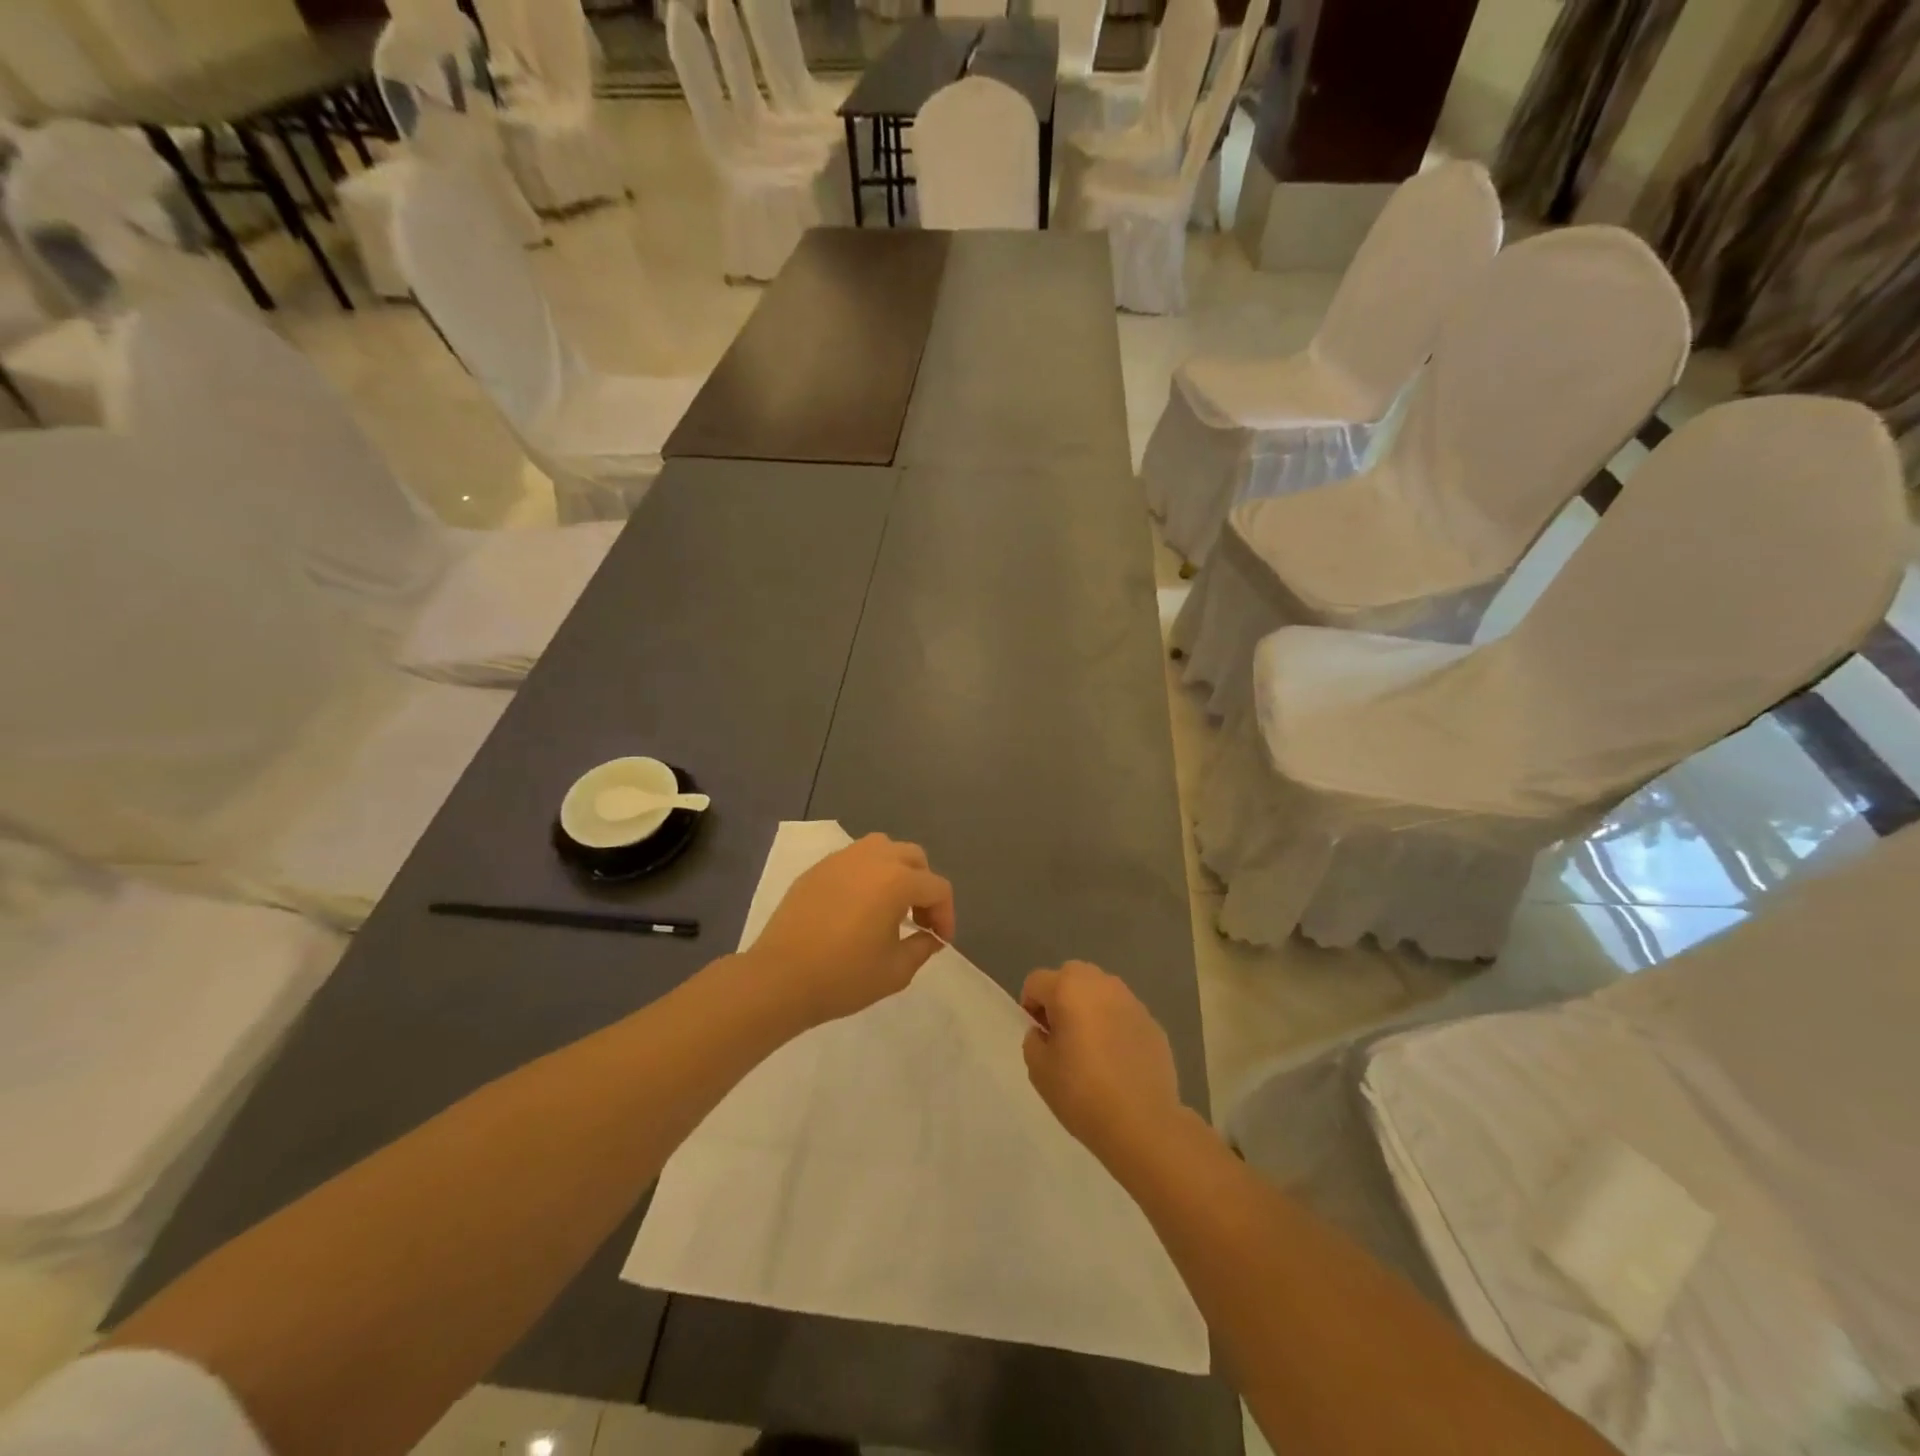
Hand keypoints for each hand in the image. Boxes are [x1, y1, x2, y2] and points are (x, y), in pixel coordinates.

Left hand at [746, 834, 955, 1026]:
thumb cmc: (843, 976)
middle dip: (924, 886)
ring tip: (890, 904)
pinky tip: (858, 906)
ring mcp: (841, 859)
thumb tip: (930, 936)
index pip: (937, 887)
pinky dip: (866, 874)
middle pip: (913, 858)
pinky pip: (853, 860)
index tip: (939, 941)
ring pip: (882, 848)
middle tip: (919, 919)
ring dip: (896, 871)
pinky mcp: (817, 869)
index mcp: (896, 880)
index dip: (946, 915)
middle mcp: (872, 858)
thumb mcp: (895, 971)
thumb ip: (922, 947)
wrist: (779, 978)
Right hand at [1021, 961, 1185, 1164]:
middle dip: (1061, 998)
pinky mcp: (1153, 1022)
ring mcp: (1131, 1001)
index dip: (1030, 1006)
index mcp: (1068, 989)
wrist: (1144, 1123)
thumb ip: (1034, 1040)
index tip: (1039, 1036)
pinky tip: (1117, 1060)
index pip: (1036, 981)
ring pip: (1100, 991)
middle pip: (1070, 976)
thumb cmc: (1083, 1093)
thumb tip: (1045, 1032)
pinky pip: (1123, 1013)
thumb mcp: (1039, 1070)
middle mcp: (1101, 984)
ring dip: (1089, 1008)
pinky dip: (1114, 1025)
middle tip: (1062, 1036)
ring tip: (1091, 1047)